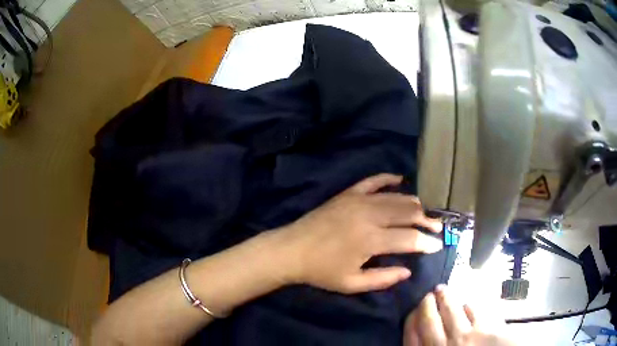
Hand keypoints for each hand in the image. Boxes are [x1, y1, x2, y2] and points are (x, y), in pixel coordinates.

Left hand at [279, 173, 442, 293]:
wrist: (291, 250)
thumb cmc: (321, 271)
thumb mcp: (352, 283)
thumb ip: (383, 279)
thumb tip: (408, 271)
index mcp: (371, 240)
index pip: (409, 238)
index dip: (427, 242)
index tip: (439, 245)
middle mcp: (369, 215)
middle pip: (408, 213)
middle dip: (427, 220)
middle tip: (437, 227)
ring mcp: (358, 200)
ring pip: (396, 197)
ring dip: (413, 204)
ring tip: (424, 212)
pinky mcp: (348, 194)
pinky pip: (373, 180)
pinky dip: (388, 179)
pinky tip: (400, 179)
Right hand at [404, 285, 515, 345]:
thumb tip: (419, 337)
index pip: (412, 334)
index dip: (412, 319)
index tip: (413, 310)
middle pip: (430, 320)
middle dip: (427, 304)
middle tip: (429, 294)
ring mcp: (466, 338)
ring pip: (452, 311)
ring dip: (446, 298)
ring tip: (443, 290)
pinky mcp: (487, 330)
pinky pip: (474, 312)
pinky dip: (469, 306)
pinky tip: (468, 304)